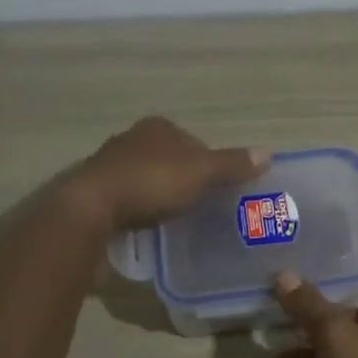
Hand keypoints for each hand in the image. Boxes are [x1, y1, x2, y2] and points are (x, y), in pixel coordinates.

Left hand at [72, 116, 267, 230]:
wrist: (90, 211)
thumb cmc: (150, 183)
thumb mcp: (200, 172)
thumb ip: (232, 165)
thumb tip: (268, 154)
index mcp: (157, 128)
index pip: (194, 142)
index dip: (210, 163)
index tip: (220, 189)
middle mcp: (132, 140)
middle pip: (171, 161)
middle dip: (186, 180)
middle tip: (204, 208)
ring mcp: (111, 167)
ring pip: (149, 181)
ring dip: (162, 197)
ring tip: (180, 222)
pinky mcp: (97, 195)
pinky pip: (130, 201)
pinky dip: (142, 212)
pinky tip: (151, 229)